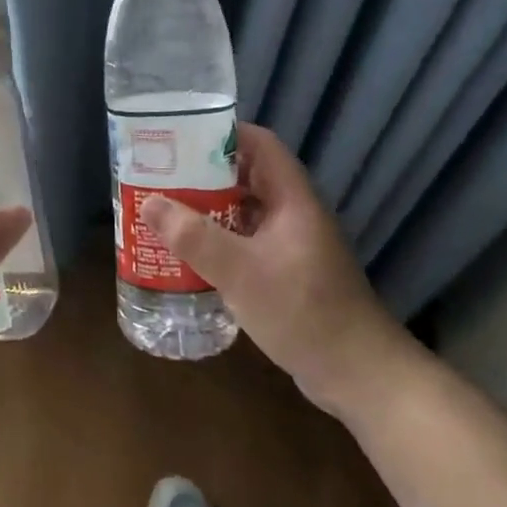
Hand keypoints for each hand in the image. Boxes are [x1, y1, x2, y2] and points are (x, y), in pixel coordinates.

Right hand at [139, 124, 413, 409]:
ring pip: (243, 211)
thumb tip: (149, 202)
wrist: (357, 373)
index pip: (259, 143)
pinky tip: (188, 255)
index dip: (222, 134)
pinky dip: (217, 241)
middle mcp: (293, 212)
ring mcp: (291, 244)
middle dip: (203, 174)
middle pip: (246, 176)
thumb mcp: (241, 272)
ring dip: (207, 209)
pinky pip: (245, 242)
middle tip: (159, 177)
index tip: (179, 137)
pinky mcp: (286, 272)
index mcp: (292, 197)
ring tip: (164, 211)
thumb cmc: (302, 311)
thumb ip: (194, 237)